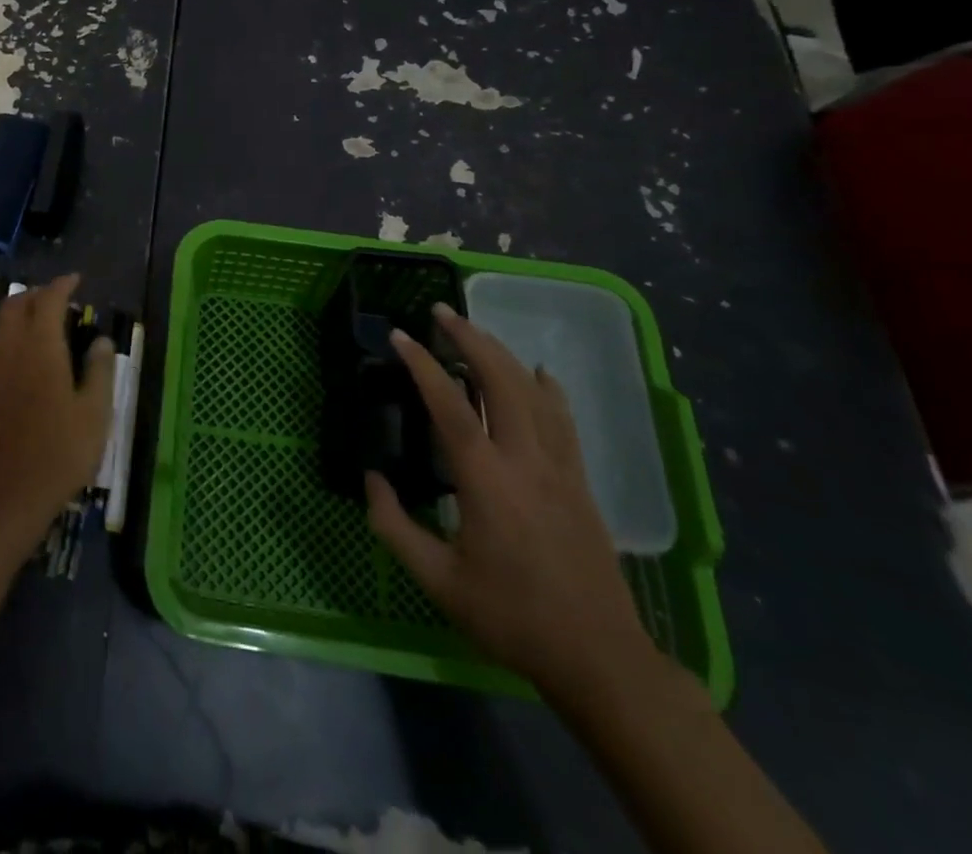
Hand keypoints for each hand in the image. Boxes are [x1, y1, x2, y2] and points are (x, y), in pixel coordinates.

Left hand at [0, 274, 114, 557]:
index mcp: (40, 346)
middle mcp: (9, 348)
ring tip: (39, 323)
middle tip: (58, 300)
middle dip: (36, 294)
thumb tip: (100, 340)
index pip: (48, 300)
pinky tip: (21, 359)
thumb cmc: (58, 453)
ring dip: (17, 313)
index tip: (76, 280)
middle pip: (16, 305)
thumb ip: (99, 371)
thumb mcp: (94, 414)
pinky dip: (7, 338)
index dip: (62, 285)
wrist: (2, 496)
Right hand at [365, 303, 655, 701]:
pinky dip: (548, 389)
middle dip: (470, 340)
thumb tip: (372, 479)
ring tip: (476, 331)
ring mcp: (560, 469)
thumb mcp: (438, 580)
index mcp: (486, 482)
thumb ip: (394, 526)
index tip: (401, 337)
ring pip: (534, 393)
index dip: (423, 366)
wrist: (599, 658)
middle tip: (442, 313)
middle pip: (501, 382)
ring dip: (503, 355)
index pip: (450, 406)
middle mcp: (525, 462)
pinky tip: (539, 373)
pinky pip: (564, 421)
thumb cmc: (510, 617)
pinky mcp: (580, 483)